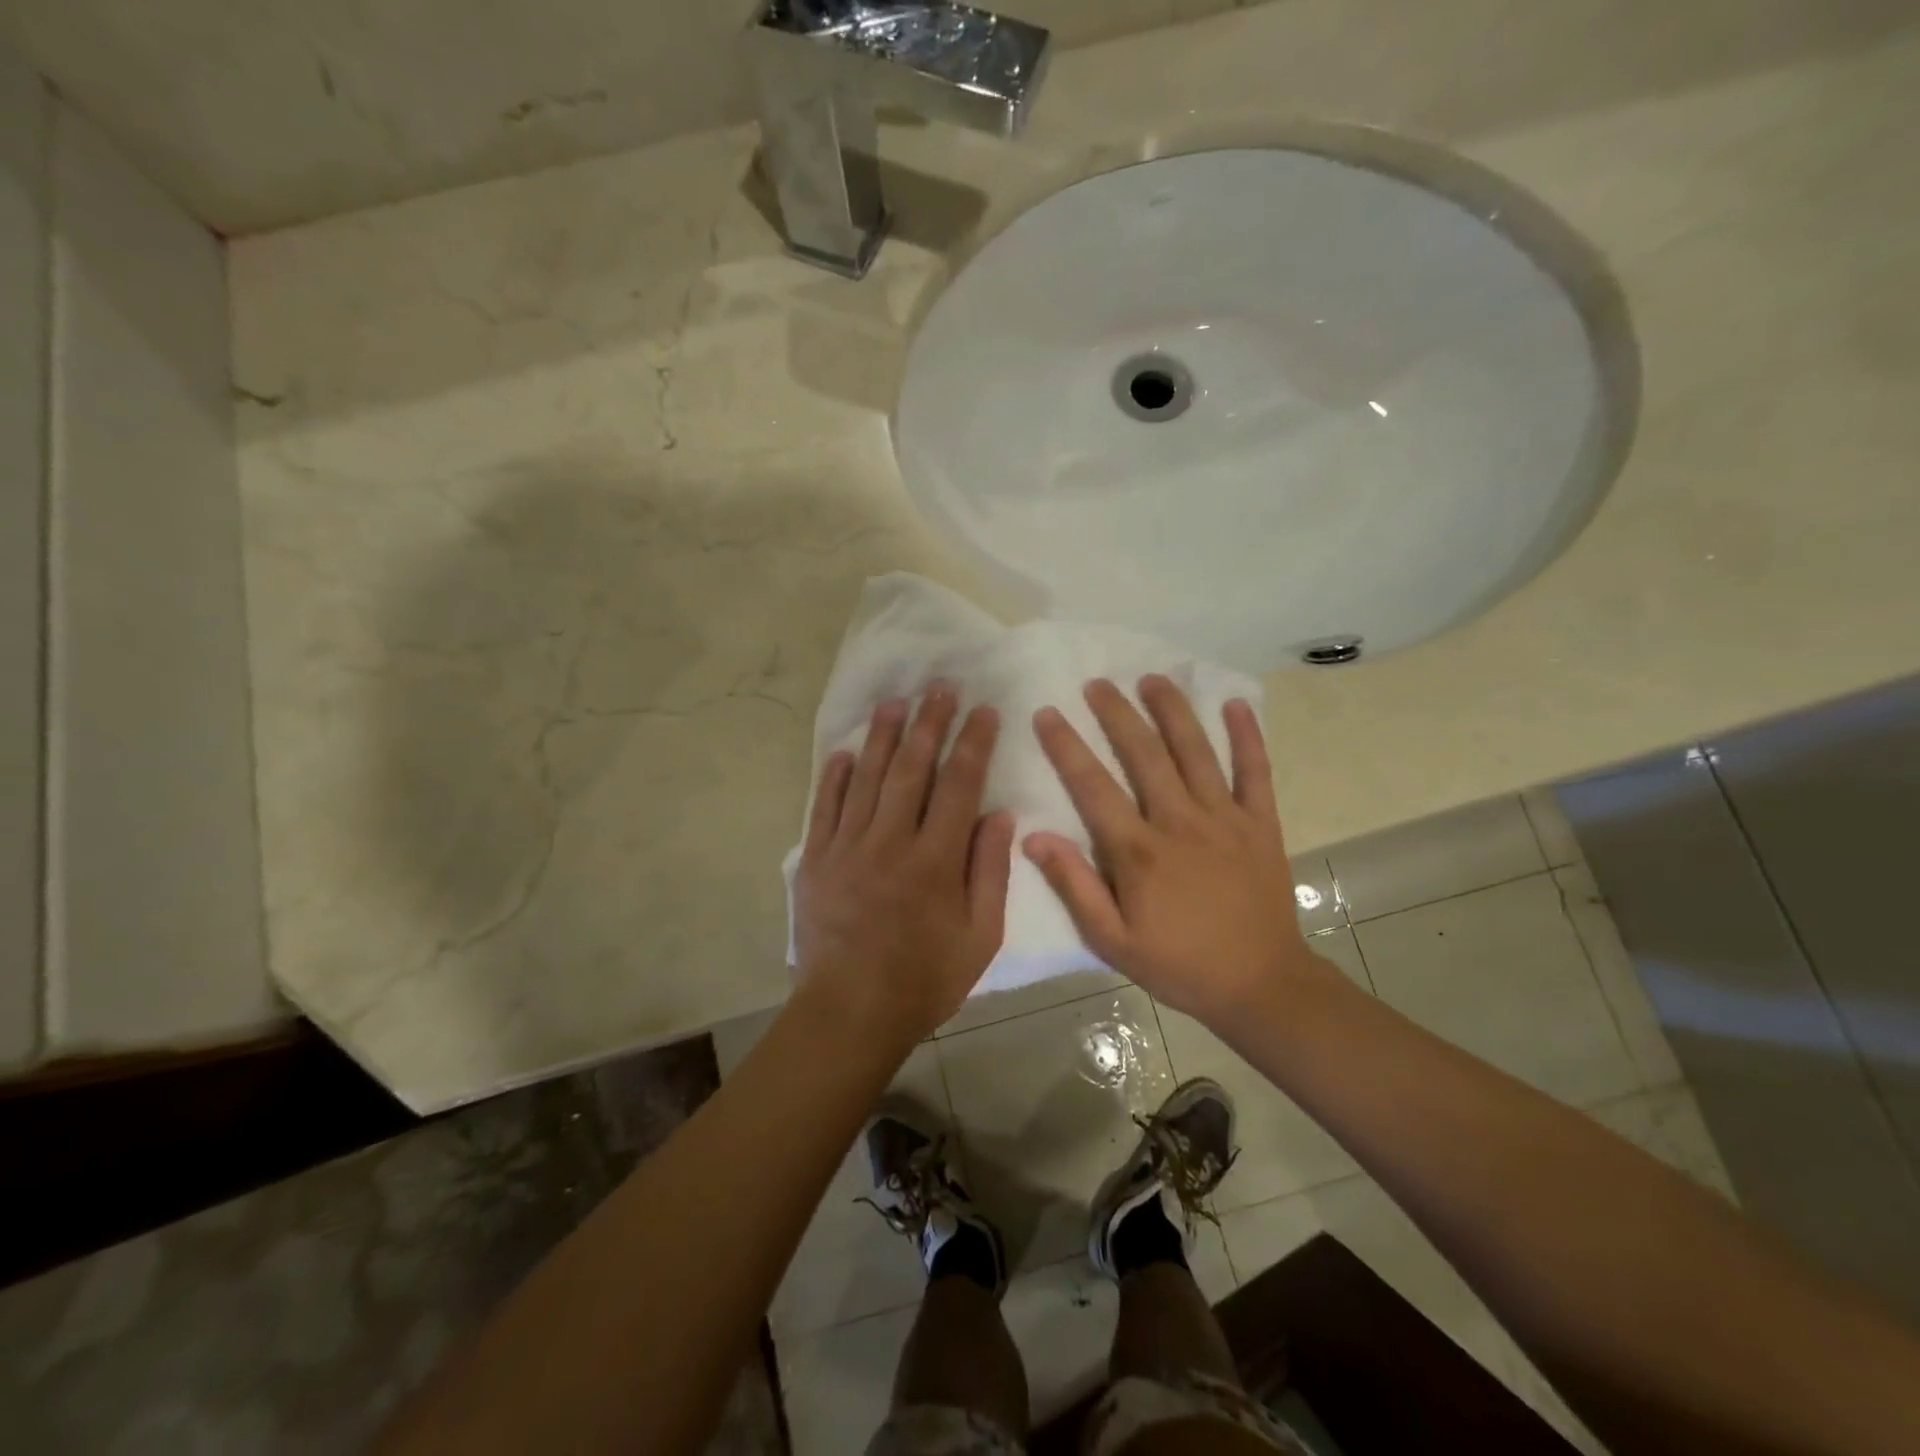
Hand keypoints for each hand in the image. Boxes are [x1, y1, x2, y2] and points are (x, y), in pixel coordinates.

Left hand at [792, 684, 1015, 1044]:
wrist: (850, 1012)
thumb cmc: (925, 979)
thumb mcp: (980, 936)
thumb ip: (990, 872)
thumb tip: (1000, 815)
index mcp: (935, 860)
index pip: (958, 785)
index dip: (973, 743)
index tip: (983, 710)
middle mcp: (890, 842)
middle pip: (911, 769)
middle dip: (928, 723)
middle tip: (940, 687)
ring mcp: (847, 847)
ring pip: (866, 778)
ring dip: (881, 736)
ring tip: (895, 701)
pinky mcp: (815, 859)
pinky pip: (824, 807)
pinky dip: (834, 776)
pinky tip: (844, 751)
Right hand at [1024, 675, 1327, 1026]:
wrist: (1260, 985)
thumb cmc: (1178, 964)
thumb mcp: (1112, 940)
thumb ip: (1074, 885)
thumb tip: (1034, 837)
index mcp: (1139, 851)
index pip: (1093, 786)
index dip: (1067, 746)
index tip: (1048, 713)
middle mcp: (1180, 821)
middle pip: (1144, 754)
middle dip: (1117, 713)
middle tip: (1097, 683)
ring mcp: (1225, 818)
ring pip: (1195, 751)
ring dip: (1172, 711)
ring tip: (1152, 678)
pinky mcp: (1262, 823)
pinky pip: (1256, 771)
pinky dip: (1248, 736)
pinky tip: (1236, 704)